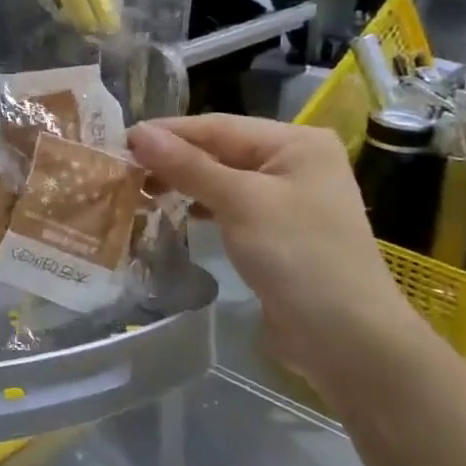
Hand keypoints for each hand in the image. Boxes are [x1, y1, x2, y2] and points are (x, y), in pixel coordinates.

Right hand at [129, 114, 438, 394]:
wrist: (347, 339)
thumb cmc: (298, 257)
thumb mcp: (240, 203)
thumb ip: (187, 166)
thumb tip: (137, 133)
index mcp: (295, 142)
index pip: (217, 126)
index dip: (167, 133)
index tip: (118, 142)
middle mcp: (294, 161)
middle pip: (219, 150)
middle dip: (172, 159)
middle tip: (121, 170)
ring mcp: (287, 197)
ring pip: (221, 178)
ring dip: (182, 182)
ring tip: (138, 190)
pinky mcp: (276, 230)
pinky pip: (229, 205)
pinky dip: (200, 205)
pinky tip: (173, 211)